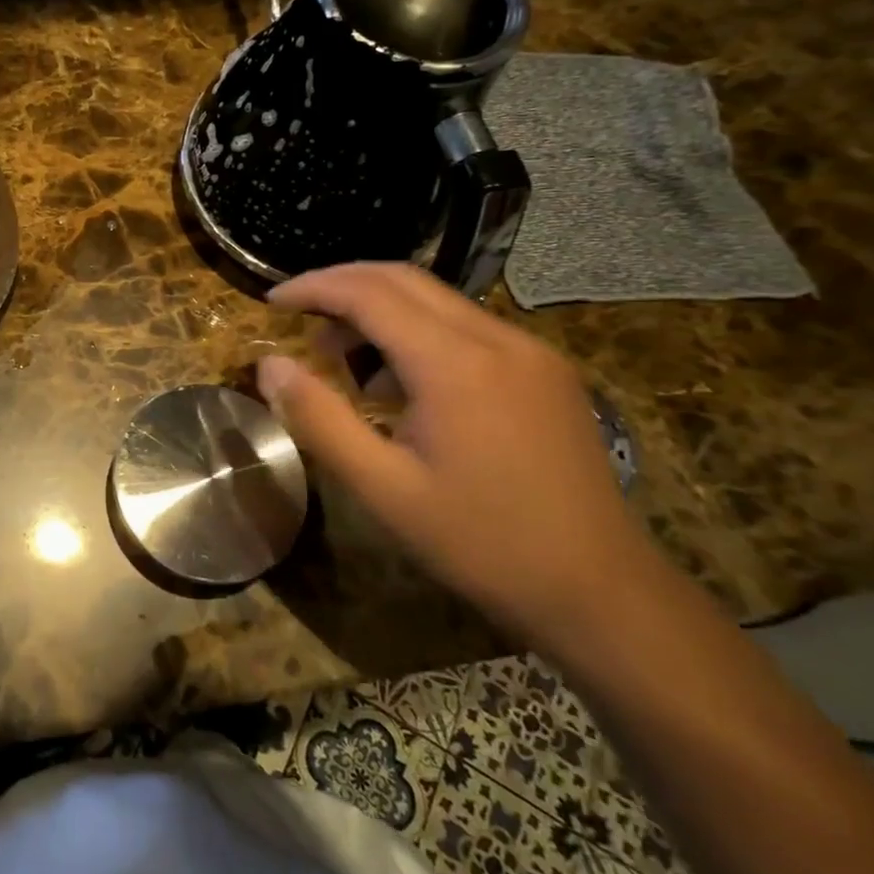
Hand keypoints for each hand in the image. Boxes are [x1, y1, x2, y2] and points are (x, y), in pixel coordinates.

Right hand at [258, 263, 659, 645]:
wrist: (603, 593)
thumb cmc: (482, 544)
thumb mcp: (384, 490)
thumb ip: (320, 419)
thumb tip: (269, 365)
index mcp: (456, 364)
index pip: (369, 294)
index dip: (314, 287)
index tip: (272, 301)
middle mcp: (497, 339)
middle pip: (403, 280)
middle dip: (342, 284)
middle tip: (298, 314)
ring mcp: (530, 351)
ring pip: (437, 300)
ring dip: (380, 309)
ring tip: (341, 355)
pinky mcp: (547, 371)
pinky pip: (467, 326)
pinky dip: (418, 331)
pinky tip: (401, 381)